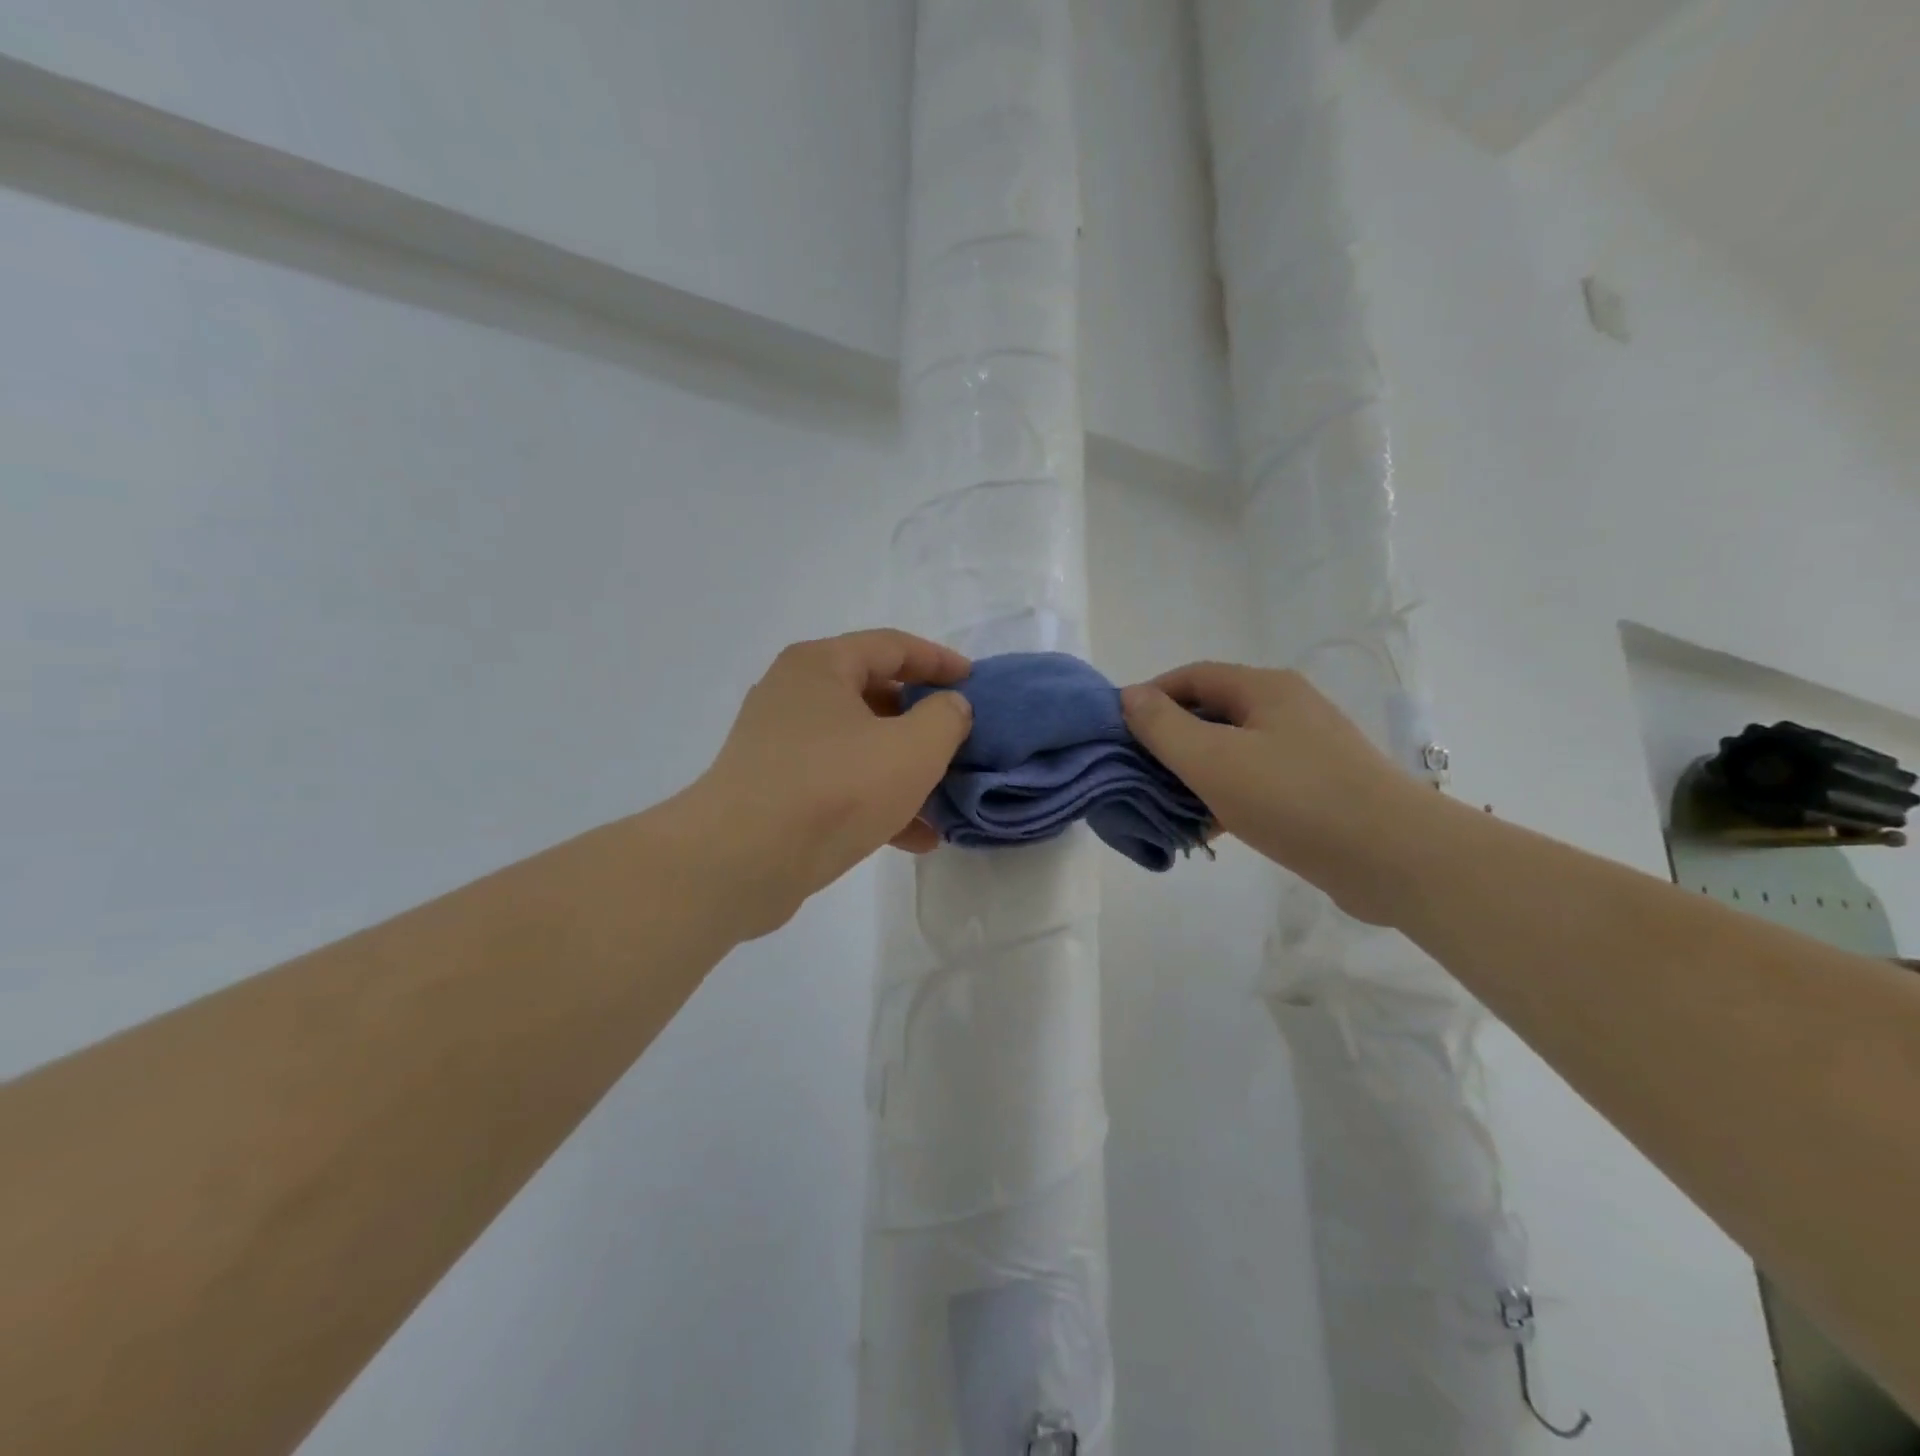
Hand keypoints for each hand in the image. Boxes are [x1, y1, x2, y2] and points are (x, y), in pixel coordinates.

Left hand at [687, 630, 972, 937]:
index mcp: (820, 665)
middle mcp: (794, 695)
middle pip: (874, 694)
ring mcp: (779, 744)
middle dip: (923, 721)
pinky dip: (876, 801)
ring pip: (859, 745)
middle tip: (960, 741)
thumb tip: (950, 707)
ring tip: (945, 799)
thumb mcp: (913, 749)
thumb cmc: (835, 789)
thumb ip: (946, 718)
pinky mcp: (774, 790)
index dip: (940, 661)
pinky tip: (915, 838)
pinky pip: (838, 782)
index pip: (892, 646)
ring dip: (904, 770)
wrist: (740, 862)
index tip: (976, 682)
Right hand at [1121, 663, 1433, 923]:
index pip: (1192, 676)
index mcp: (1264, 689)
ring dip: (1196, 775)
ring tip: (1167, 808)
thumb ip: (1163, 726)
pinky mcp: (1319, 789)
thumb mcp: (1212, 759)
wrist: (1395, 857)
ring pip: (1234, 752)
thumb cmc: (1294, 798)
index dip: (1151, 697)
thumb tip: (1130, 696)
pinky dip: (1227, 798)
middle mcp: (1288, 709)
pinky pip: (1258, 783)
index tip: (1119, 732)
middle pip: (1213, 713)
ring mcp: (1308, 750)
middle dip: (1170, 741)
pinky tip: (1209, 830)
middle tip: (1138, 775)